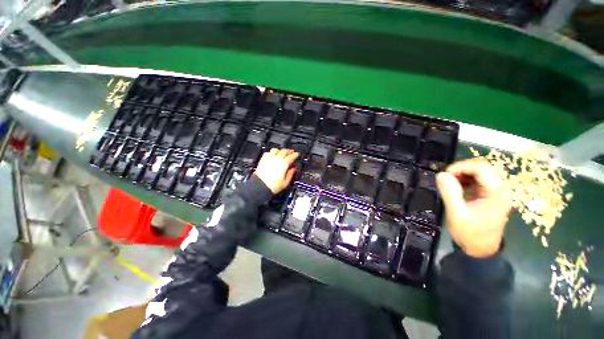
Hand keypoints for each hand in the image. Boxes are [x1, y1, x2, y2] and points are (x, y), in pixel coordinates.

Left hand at [254, 149, 298, 193]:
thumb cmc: (272, 185)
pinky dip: (272, 152)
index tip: (297, 154)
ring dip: (280, 150)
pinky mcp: (263, 159)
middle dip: (289, 151)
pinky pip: (268, 152)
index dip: (295, 155)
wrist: (260, 186)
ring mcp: (269, 158)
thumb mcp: (286, 182)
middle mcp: (277, 159)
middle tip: (291, 152)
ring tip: (282, 152)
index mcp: (284, 164)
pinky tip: (272, 154)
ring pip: (276, 150)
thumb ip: (291, 174)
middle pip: (284, 151)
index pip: (291, 156)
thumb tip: (293, 169)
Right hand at [436, 158, 510, 257]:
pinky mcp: (489, 195)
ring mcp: (495, 192)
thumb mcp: (457, 214)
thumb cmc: (470, 233)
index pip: (482, 168)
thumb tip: (441, 174)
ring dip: (464, 173)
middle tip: (448, 177)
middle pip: (484, 166)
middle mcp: (500, 189)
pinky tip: (457, 186)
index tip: (446, 174)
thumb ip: (450, 192)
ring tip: (451, 182)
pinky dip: (466, 178)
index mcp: (495, 194)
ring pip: (481, 171)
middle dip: (463, 168)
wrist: (480, 249)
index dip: (462, 166)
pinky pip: (479, 179)